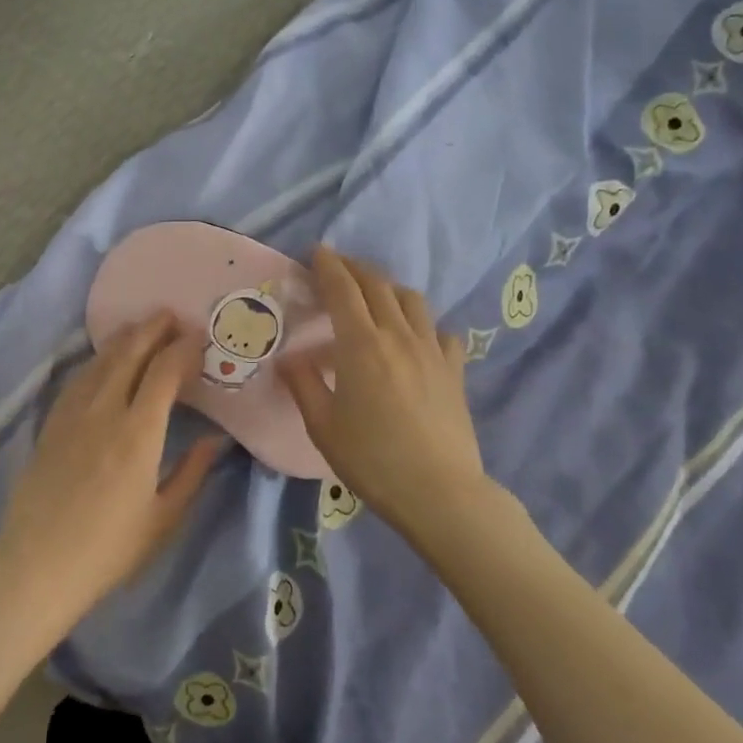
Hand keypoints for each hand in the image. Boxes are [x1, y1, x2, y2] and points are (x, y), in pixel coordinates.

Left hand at [0, 314, 221, 654]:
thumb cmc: (109, 550)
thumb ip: (192, 473)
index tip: (198, 338)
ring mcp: (72, 415)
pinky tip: (103, 360)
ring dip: (124, 339)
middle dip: (152, 329)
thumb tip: (216, 440)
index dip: (183, 349)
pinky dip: (97, 361)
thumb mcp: (163, 518)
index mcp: (138, 434)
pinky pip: (77, 380)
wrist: (38, 566)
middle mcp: (104, 412)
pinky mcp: (50, 425)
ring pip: (100, 362)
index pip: (164, 373)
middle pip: (129, 354)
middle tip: (171, 316)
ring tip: (141, 327)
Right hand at [281, 247, 490, 545]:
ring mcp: (431, 350)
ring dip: (388, 287)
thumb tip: (288, 358)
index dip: (328, 266)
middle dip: (354, 268)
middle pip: (377, 285)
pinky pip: (440, 331)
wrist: (439, 491)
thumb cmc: (371, 460)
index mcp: (361, 345)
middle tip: (337, 265)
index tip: (317, 251)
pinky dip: (423, 323)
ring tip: (374, 293)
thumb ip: (303, 385)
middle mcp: (398, 335)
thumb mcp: (322, 426)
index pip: (342, 290)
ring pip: (411, 300)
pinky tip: (415, 336)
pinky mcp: (454, 369)